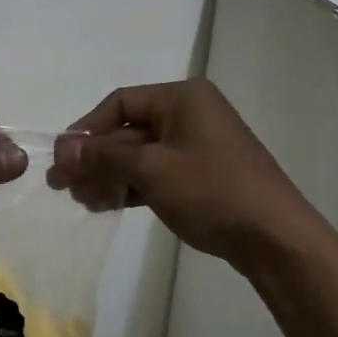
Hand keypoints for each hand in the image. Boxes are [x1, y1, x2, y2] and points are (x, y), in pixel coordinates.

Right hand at [48, 79, 323, 270]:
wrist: (276, 238)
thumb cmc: (212, 191)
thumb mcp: (151, 169)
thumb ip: (104, 155)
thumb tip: (63, 148)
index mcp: (182, 97)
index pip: (120, 103)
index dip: (86, 129)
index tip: (62, 159)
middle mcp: (190, 113)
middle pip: (129, 129)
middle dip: (95, 157)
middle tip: (63, 186)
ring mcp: (199, 145)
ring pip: (141, 154)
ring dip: (110, 175)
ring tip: (83, 201)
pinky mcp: (203, 175)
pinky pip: (158, 172)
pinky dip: (133, 186)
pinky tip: (109, 204)